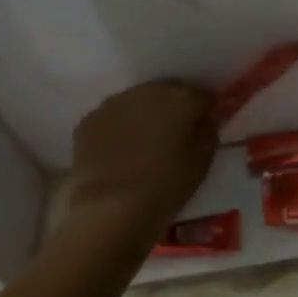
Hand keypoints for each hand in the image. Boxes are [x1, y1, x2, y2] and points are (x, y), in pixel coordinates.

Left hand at [58, 80, 216, 240]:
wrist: (112, 206)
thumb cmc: (167, 184)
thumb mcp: (203, 160)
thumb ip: (208, 130)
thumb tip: (204, 117)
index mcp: (181, 98)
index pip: (202, 95)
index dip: (205, 110)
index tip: (205, 126)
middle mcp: (147, 91)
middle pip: (168, 92)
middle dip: (174, 108)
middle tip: (175, 135)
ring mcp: (114, 103)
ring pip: (138, 102)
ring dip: (145, 116)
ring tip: (146, 143)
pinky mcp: (89, 119)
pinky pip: (113, 117)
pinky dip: (120, 127)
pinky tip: (121, 151)